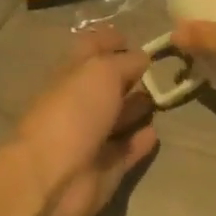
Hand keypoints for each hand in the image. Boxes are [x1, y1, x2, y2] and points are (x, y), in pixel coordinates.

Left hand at [11, 28, 158, 215]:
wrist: (53, 176)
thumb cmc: (73, 112)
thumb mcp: (101, 72)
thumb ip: (125, 62)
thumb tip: (142, 58)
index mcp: (71, 74)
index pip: (91, 49)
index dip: (111, 40)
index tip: (136, 39)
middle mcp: (79, 103)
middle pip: (106, 85)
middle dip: (130, 76)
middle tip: (161, 71)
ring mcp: (90, 137)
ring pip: (117, 117)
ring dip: (137, 108)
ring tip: (163, 98)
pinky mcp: (104, 168)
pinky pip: (125, 150)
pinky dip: (139, 141)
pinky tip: (154, 132)